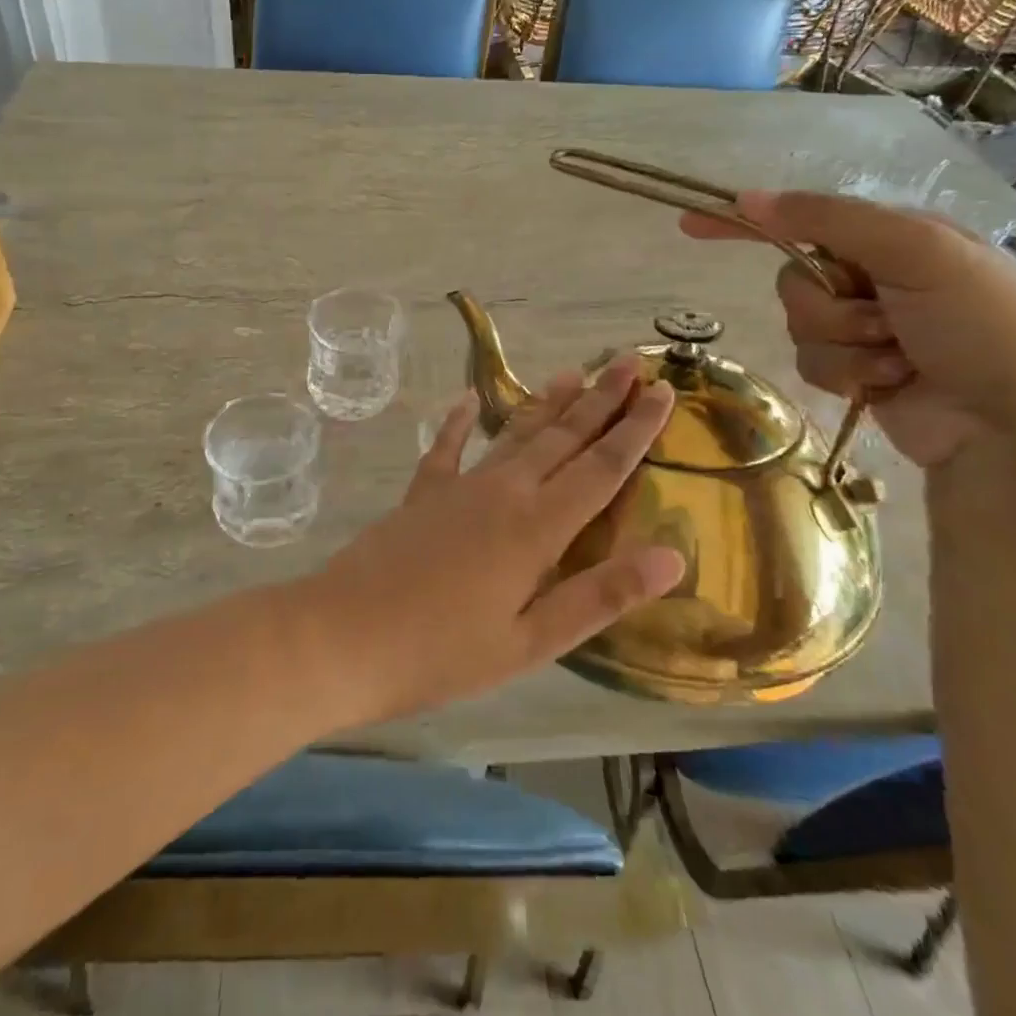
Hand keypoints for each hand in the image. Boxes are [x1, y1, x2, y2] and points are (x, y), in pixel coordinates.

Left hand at [306, 358, 684, 721]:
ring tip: (575, 371)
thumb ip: (599, 596)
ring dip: (548, 403)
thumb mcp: (531, 642)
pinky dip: (458, 423)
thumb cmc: (442, 653)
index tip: (665, 392)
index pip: (601, 468)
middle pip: (563, 437)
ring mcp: (458, 486)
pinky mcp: (421, 493)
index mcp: (536, 528)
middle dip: (601, 399)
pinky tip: (465, 400)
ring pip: (515, 433)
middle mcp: (503, 492)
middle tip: (629, 362)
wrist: (342, 636)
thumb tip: (673, 557)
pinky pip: (446, 447)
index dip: (637, 429)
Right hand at [682, 191, 1015, 467]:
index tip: (692, 224)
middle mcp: (877, 276)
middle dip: (830, 306)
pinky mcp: (855, 371)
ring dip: (843, 344)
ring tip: (897, 358)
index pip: (806, 218)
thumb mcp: (916, 252)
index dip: (751, 221)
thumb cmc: (979, 328)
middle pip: (795, 279)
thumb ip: (830, 220)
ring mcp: (865, 326)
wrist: (1010, 427)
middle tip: (882, 319)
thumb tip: (749, 199)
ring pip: (800, 325)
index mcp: (897, 237)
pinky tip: (891, 383)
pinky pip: (811, 362)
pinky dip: (846, 374)